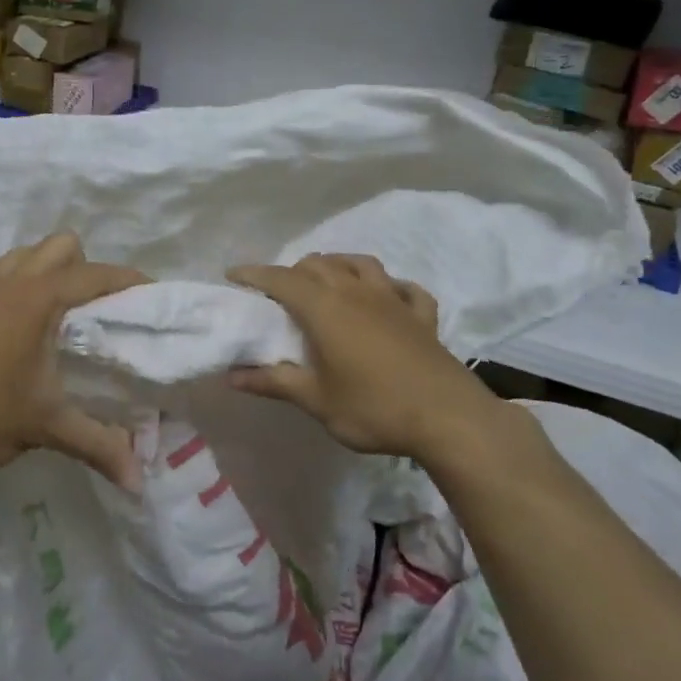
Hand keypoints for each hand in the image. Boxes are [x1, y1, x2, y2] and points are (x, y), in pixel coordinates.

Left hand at [0, 232, 147, 490]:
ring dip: (50, 272)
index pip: (97, 274)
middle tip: (100, 312)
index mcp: (38, 298)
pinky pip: (2, 276)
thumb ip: (96, 446)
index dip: (130, 280)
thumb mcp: (43, 426)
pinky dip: (22, 287)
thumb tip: (139, 481)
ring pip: (27, 256)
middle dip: (87, 269)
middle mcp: (10, 282)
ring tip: (63, 317)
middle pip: (62, 246)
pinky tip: (22, 333)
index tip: (154, 296)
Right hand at [226, 254, 505, 459]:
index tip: (232, 274)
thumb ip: (274, 383)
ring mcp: (393, 299)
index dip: (254, 274)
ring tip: (327, 283)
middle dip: (293, 271)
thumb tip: (232, 376)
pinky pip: (403, 288)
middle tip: (279, 294)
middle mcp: (356, 291)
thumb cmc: (373, 408)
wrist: (448, 418)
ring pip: (360, 263)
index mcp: (325, 308)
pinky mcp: (422, 315)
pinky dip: (389, 287)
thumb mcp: (316, 401)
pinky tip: (387, 298)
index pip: (281, 279)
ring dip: (337, 266)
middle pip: (318, 264)